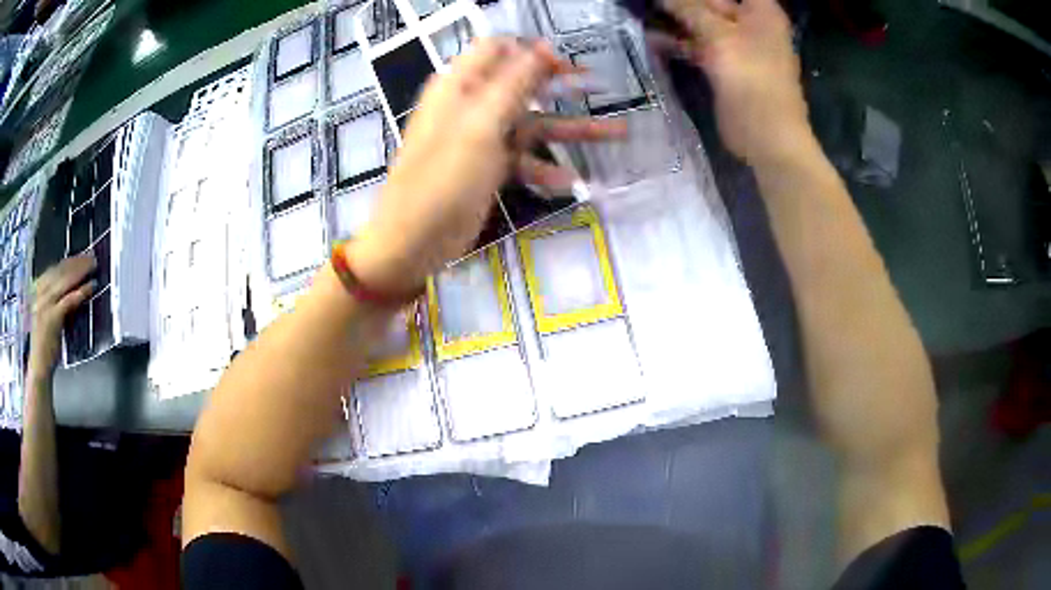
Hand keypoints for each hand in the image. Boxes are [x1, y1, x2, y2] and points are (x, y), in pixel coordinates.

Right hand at [29, 255, 95, 377]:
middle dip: (77, 261)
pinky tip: (91, 286)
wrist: (38, 367)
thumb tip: (71, 288)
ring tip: (93, 265)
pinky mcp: (51, 317)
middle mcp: (40, 292)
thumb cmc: (44, 345)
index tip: (82, 255)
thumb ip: (55, 301)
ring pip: (65, 280)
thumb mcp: (47, 315)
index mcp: (38, 290)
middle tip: (92, 255)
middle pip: (61, 271)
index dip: (69, 261)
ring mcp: (45, 304)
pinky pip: (69, 299)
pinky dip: (81, 291)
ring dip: (80, 271)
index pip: (55, 269)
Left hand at [349, 38, 623, 294]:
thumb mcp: (480, 126)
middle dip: (559, 84)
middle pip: (521, 83)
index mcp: (460, 86)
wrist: (414, 241)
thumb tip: (541, 48)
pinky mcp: (489, 167)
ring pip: (532, 122)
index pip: (498, 50)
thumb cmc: (443, 179)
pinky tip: (570, 181)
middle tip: (596, 84)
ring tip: (616, 133)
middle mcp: (471, 105)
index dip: (531, 51)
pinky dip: (546, 167)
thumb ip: (513, 84)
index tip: (566, 64)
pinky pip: (524, 158)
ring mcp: (481, 138)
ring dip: (571, 128)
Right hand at [659, 0, 814, 163]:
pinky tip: (651, 38)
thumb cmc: (753, 81)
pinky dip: (678, 42)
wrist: (768, 139)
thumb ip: (688, 8)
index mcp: (761, 11)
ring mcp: (737, 45)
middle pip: (712, 1)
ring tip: (641, 11)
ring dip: (675, 19)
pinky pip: (698, 45)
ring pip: (701, 22)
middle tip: (647, 0)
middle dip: (682, 2)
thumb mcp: (720, 37)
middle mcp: (750, 23)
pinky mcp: (724, 66)